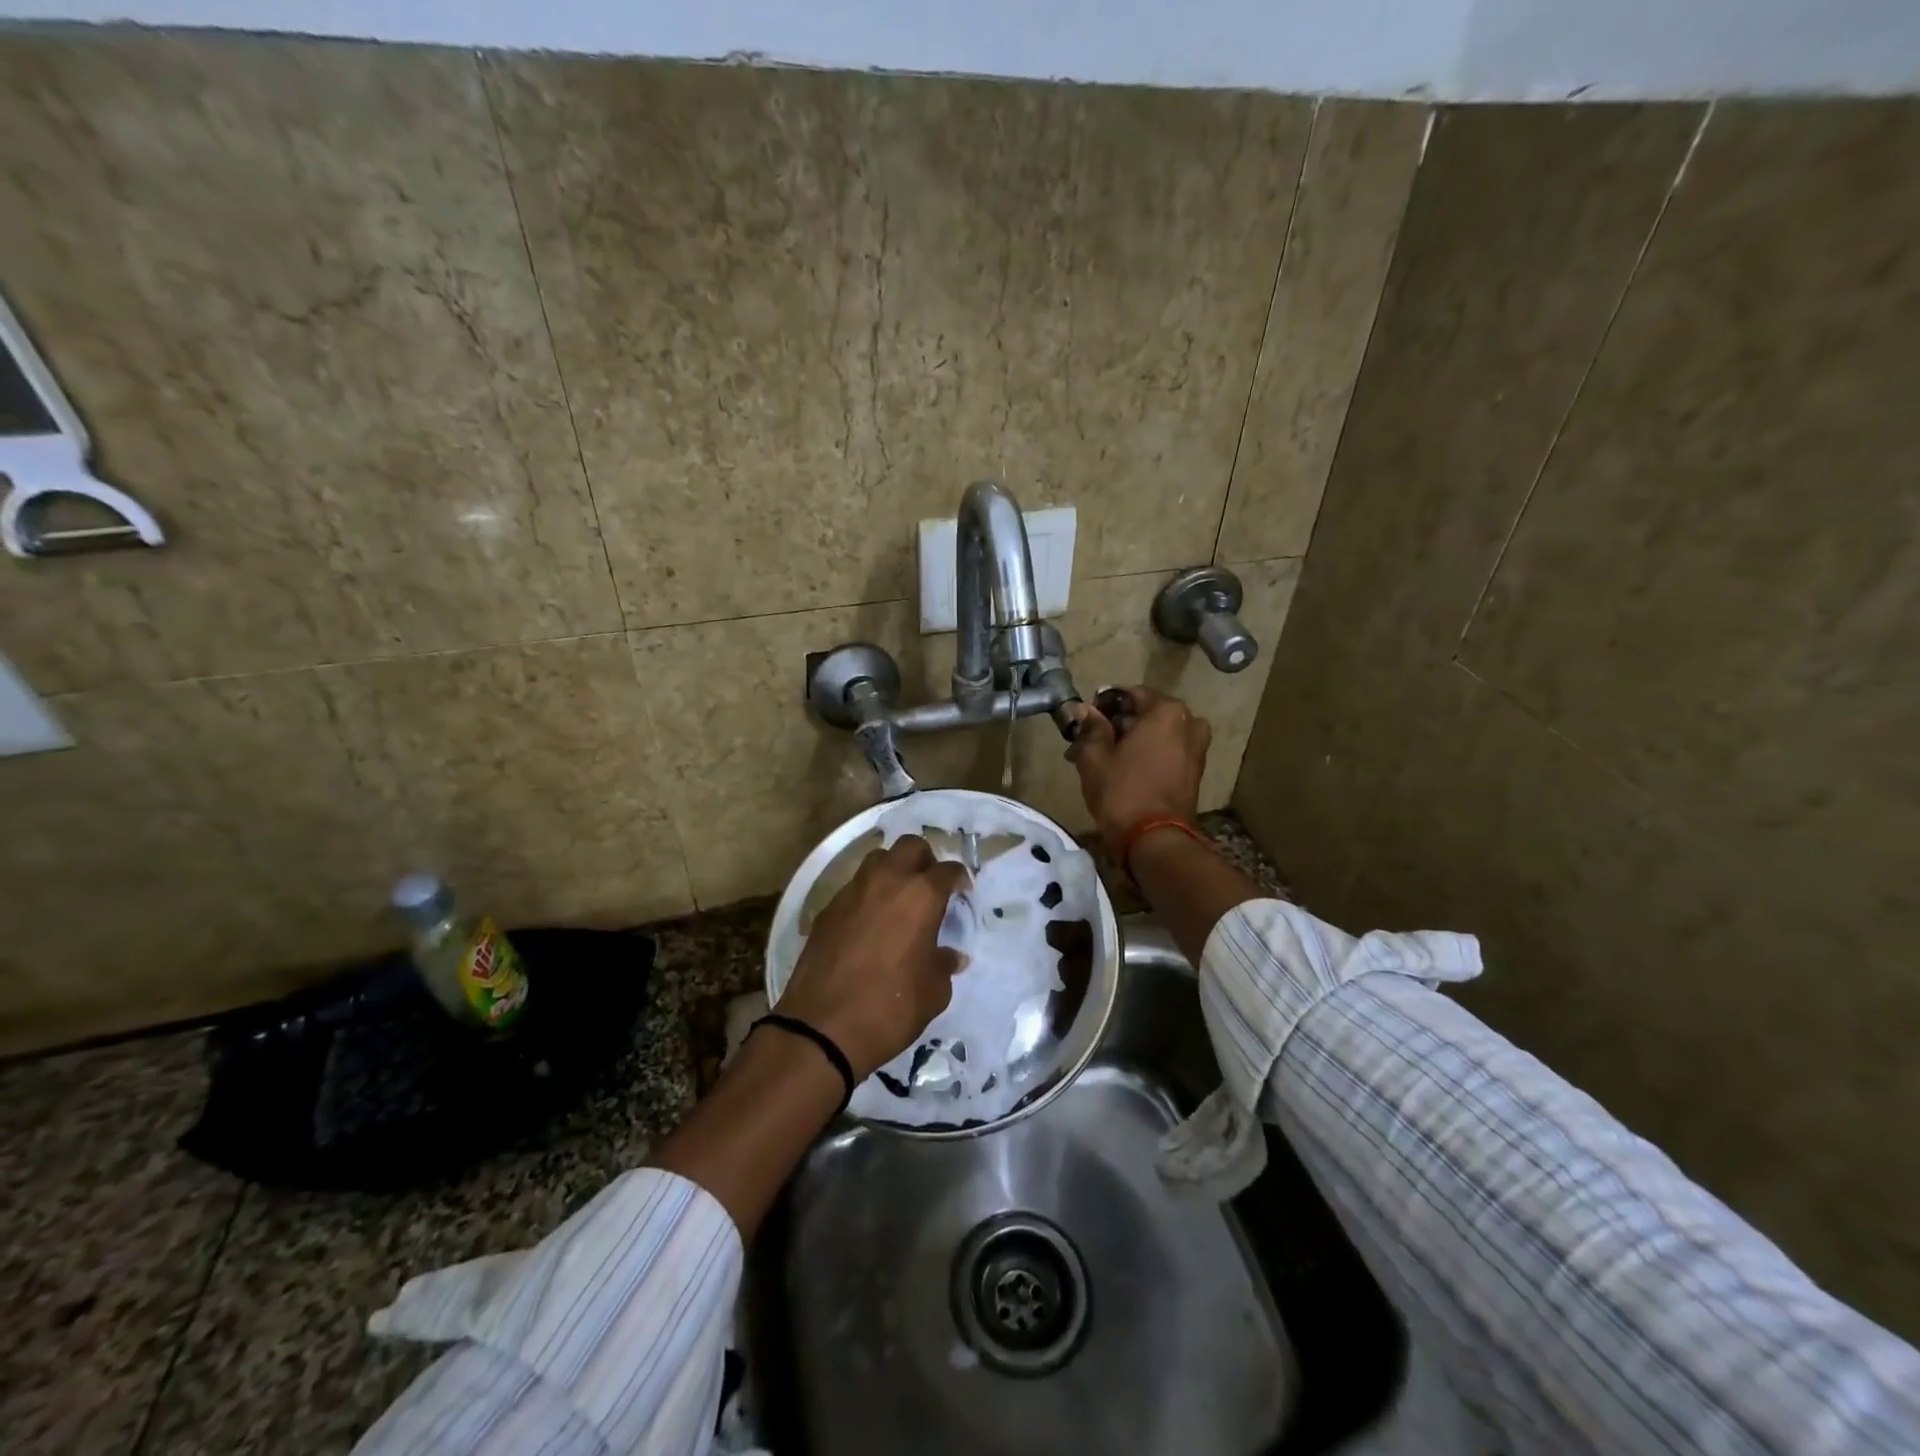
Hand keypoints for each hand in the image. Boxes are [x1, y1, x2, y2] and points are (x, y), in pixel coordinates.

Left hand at [775, 835, 970, 1080]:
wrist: (822, 1028)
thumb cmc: (890, 1008)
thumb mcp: (934, 992)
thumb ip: (944, 965)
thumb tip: (950, 955)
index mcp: (920, 895)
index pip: (948, 870)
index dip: (959, 880)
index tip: (962, 894)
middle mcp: (886, 881)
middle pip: (910, 846)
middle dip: (925, 860)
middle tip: (930, 887)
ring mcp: (852, 892)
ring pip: (877, 859)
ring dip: (893, 871)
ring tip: (898, 900)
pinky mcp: (827, 909)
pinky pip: (853, 887)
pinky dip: (867, 895)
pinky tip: (869, 924)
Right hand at [1063, 686, 1211, 848]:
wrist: (1154, 840)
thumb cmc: (1122, 791)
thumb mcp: (1095, 756)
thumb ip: (1091, 727)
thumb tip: (1083, 709)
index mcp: (1166, 712)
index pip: (1130, 693)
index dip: (1104, 703)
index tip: (1086, 717)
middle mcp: (1188, 722)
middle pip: (1146, 713)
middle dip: (1118, 724)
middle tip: (1090, 740)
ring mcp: (1196, 748)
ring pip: (1157, 734)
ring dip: (1132, 740)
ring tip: (1105, 757)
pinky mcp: (1195, 771)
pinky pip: (1168, 751)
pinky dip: (1148, 754)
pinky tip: (1124, 769)